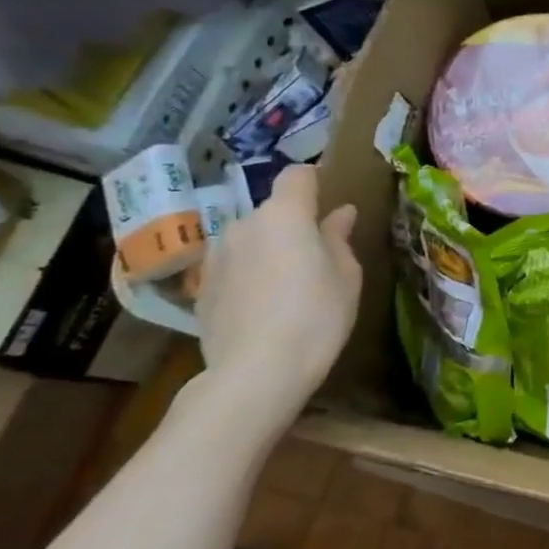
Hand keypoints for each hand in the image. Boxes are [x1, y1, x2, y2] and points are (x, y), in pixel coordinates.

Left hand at [192, 165, 361, 435]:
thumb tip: (340, 213)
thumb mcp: (345, 276)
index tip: (330, 200)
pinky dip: (249, 277)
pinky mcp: (202, 288)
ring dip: (268, 251)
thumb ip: (339, 238)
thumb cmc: (316, 316)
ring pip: (251, 240)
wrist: (255, 373)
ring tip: (288, 287)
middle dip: (293, 225)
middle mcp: (244, 225)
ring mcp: (217, 257)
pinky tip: (263, 309)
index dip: (315, 181)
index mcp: (285, 215)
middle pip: (273, 212)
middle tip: (317, 257)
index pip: (297, 175)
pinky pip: (234, 268)